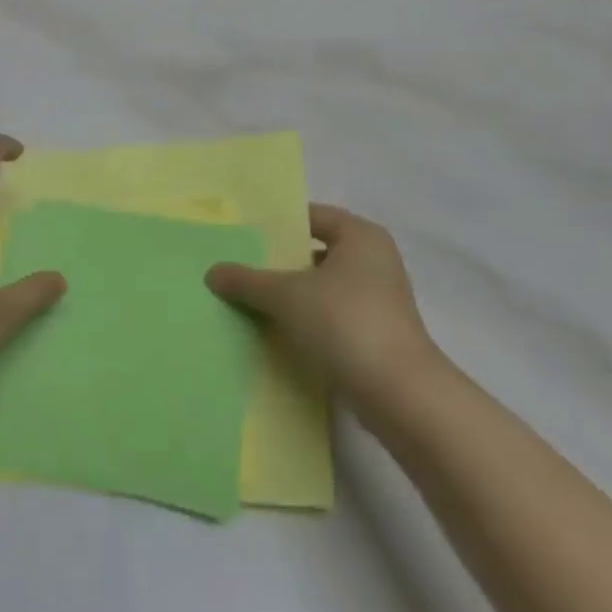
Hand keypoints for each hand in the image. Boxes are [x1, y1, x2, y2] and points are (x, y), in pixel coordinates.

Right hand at [206, 204, 441, 410]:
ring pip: (324, 287)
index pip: (312, 217)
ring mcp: (380, 299)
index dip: (278, 225)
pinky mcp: (377, 334)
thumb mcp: (286, 296)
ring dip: (292, 295)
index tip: (243, 236)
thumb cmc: (345, 323)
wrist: (400, 395)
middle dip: (280, 262)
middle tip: (240, 268)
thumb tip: (212, 272)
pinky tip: (278, 332)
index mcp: (361, 236)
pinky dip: (308, 320)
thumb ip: (247, 280)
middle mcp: (375, 260)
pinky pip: (333, 316)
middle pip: (316, 252)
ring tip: (251, 301)